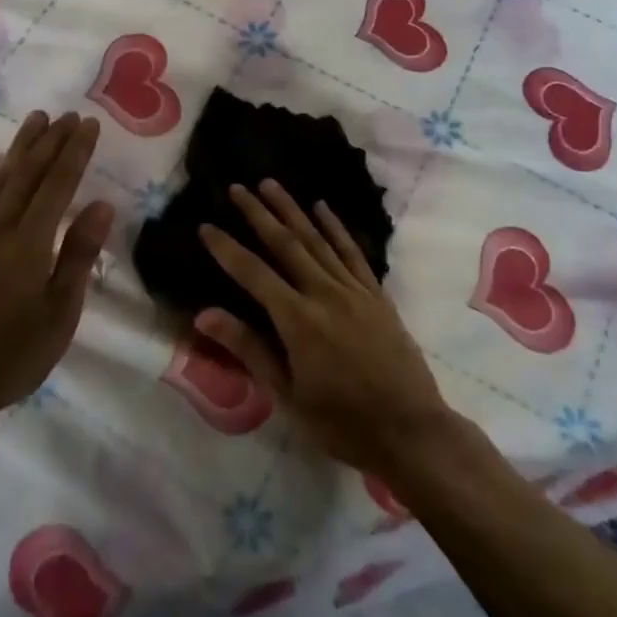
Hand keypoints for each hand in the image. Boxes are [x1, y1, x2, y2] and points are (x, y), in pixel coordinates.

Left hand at [0, 112, 113, 426]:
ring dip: (19, 146)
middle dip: (51, 140)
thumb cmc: (11, 353)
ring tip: (35, 119)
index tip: (89, 124)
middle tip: (68, 114)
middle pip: (29, 173)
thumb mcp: (60, 312)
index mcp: (32, 241)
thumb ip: (78, 255)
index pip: (59, 184)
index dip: (76, 151)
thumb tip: (102, 205)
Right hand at [196, 181, 451, 474]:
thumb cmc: (342, 423)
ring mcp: (353, 290)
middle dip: (258, 213)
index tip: (205, 226)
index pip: (253, 273)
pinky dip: (335, 227)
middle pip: (285, 244)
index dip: (227, 249)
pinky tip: (322, 208)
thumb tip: (204, 314)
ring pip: (317, 239)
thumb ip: (248, 348)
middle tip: (237, 187)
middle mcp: (324, 293)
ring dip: (291, 209)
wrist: (412, 432)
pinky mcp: (376, 294)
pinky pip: (352, 252)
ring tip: (271, 184)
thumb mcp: (287, 395)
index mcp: (297, 320)